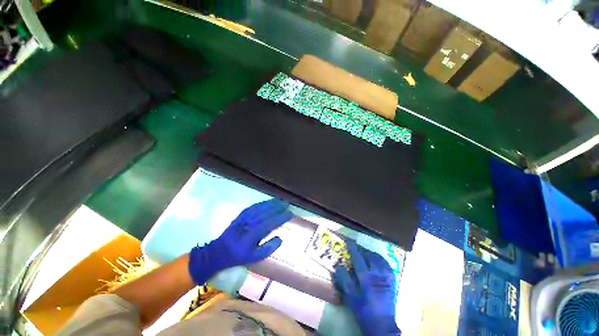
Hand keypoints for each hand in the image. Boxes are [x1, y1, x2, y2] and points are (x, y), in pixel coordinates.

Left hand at [188, 199, 291, 284]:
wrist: (218, 252)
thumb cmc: (238, 256)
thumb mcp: (254, 258)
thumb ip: (268, 248)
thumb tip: (280, 238)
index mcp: (251, 236)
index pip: (269, 224)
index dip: (280, 218)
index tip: (289, 214)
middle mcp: (247, 225)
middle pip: (265, 213)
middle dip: (277, 207)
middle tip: (287, 204)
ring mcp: (243, 219)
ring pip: (259, 208)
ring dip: (271, 203)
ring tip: (280, 200)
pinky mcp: (240, 215)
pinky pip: (253, 207)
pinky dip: (262, 203)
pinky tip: (268, 201)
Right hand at [333, 241, 400, 335]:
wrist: (382, 326)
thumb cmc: (364, 312)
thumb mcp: (350, 298)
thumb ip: (344, 280)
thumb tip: (338, 265)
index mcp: (366, 278)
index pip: (358, 258)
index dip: (353, 248)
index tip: (349, 241)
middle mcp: (377, 274)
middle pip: (369, 256)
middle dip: (362, 249)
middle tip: (356, 248)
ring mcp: (386, 277)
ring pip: (379, 258)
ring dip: (371, 253)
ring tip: (365, 252)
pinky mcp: (392, 281)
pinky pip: (387, 265)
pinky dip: (380, 259)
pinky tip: (377, 260)